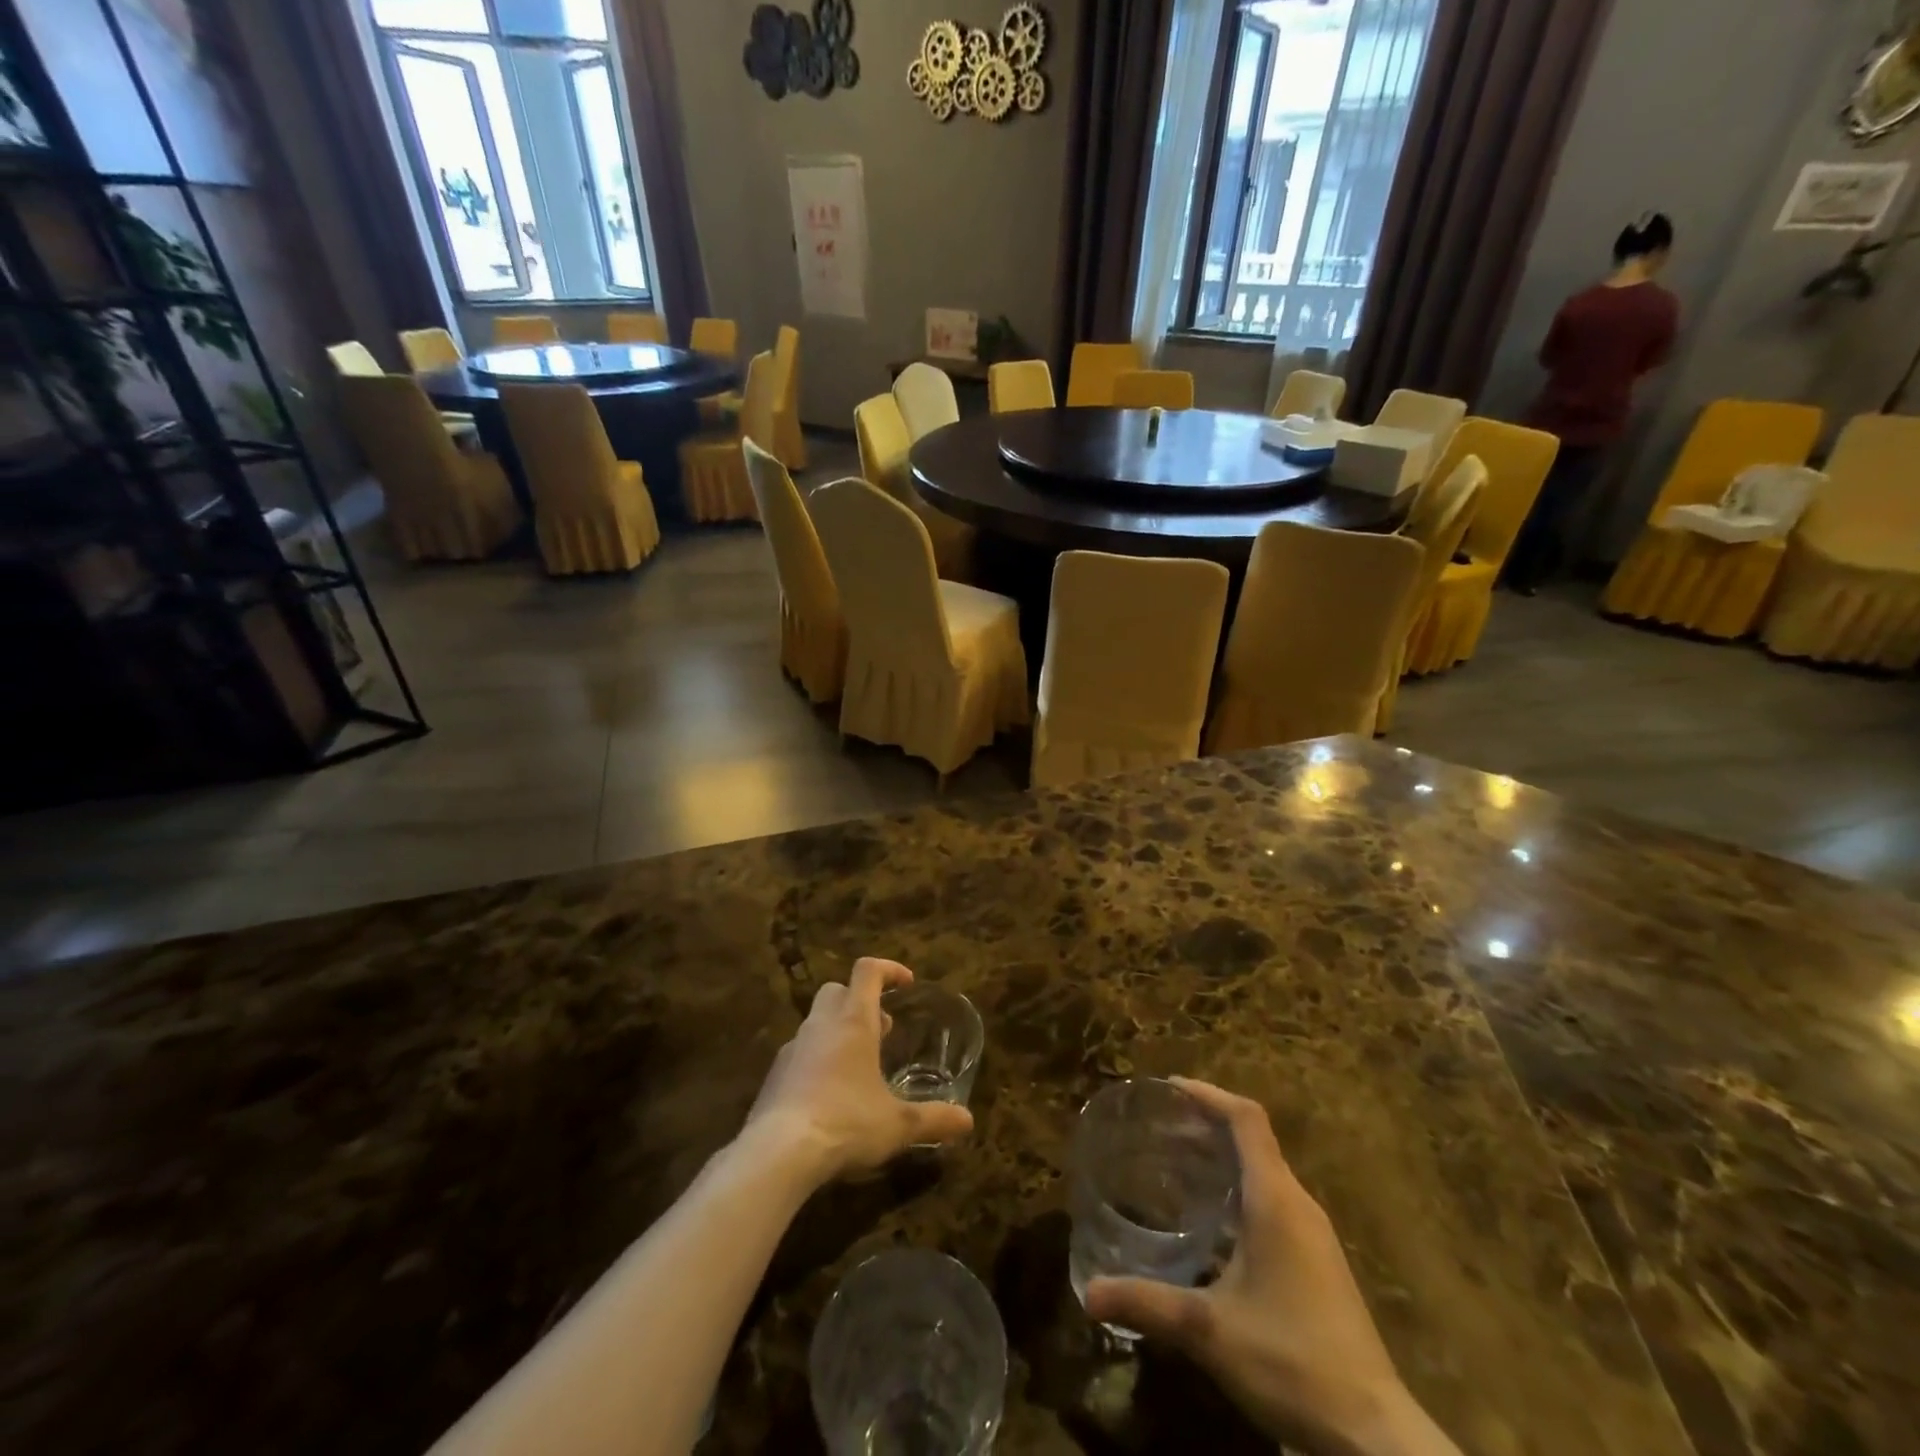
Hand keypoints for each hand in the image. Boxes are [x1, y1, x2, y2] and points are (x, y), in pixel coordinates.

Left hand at [747, 959, 973, 1183]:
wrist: (778, 1153)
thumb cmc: (846, 1122)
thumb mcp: (897, 1125)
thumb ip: (933, 1118)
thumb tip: (967, 1121)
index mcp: (854, 1021)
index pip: (868, 971)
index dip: (889, 969)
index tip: (906, 983)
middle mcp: (821, 1025)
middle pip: (837, 990)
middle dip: (861, 1002)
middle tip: (883, 1030)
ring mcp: (793, 1048)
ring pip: (817, 1022)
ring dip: (838, 1032)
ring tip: (859, 1067)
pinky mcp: (774, 1075)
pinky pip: (800, 1053)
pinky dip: (817, 1060)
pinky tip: (829, 1095)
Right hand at [1085, 1080, 1457, 1455]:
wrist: (1372, 1434)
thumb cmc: (1291, 1361)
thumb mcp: (1209, 1331)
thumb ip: (1147, 1304)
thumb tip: (1088, 1293)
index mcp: (1275, 1199)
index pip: (1246, 1118)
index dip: (1208, 1094)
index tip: (1169, 1088)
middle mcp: (1297, 1204)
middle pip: (1253, 1139)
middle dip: (1206, 1124)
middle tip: (1159, 1126)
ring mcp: (1313, 1234)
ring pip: (1263, 1172)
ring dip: (1221, 1157)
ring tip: (1176, 1163)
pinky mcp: (1317, 1263)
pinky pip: (1272, 1201)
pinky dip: (1236, 1189)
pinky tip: (1210, 1221)